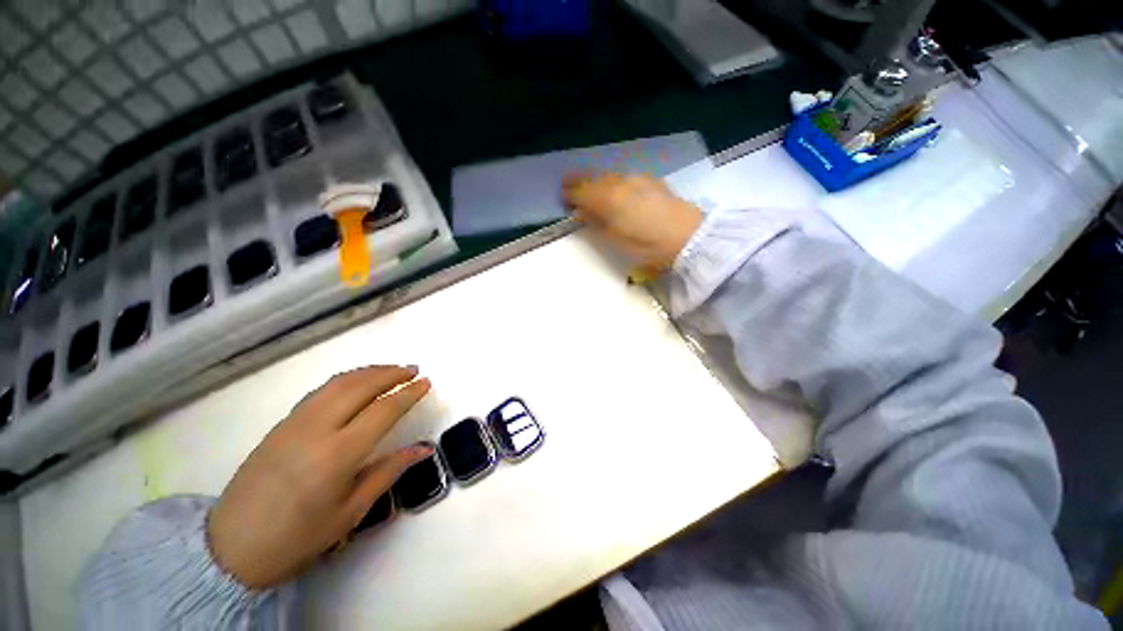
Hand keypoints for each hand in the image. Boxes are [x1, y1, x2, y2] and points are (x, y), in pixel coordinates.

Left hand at [207, 365, 431, 588]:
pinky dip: (346, 379)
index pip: (383, 410)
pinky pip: (321, 391)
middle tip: (413, 370)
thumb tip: (423, 449)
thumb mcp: (350, 512)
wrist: (231, 547)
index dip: (409, 393)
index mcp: (338, 454)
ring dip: (369, 372)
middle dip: (391, 373)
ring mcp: (295, 423)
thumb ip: (388, 472)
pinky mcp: (282, 424)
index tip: (426, 382)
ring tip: (392, 370)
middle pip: (361, 386)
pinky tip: (357, 383)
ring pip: (339, 383)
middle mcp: (317, 429)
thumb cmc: (297, 537)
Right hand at [562, 172, 701, 269]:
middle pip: (593, 178)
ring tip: (590, 186)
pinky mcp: (650, 180)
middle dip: (579, 180)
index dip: (570, 193)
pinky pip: (624, 177)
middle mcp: (619, 183)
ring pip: (609, 175)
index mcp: (608, 199)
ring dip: (596, 179)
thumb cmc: (646, 245)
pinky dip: (613, 181)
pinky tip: (616, 188)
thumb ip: (596, 223)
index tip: (562, 195)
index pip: (581, 190)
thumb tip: (580, 212)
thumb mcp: (615, 240)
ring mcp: (636, 179)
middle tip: (568, 182)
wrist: (686, 235)